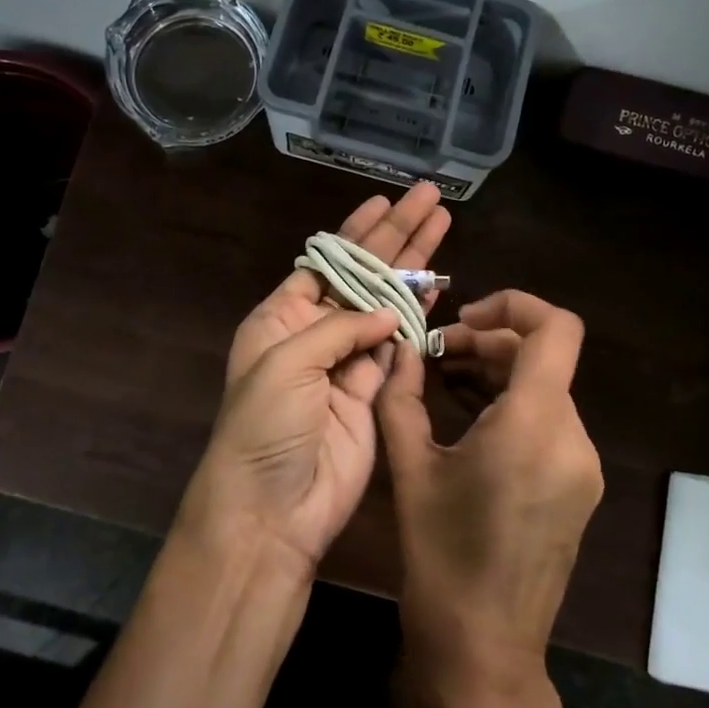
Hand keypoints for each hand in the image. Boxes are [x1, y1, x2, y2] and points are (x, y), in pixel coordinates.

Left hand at [175, 184, 451, 573]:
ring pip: (387, 303)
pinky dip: (419, 317)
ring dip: (414, 268)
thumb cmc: (265, 427)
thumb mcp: (286, 363)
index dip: (355, 232)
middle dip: (396, 235)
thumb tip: (389, 312)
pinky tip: (438, 288)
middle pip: (362, 273)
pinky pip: (400, 345)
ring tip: (443, 227)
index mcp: (281, 316)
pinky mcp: (374, 391)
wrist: (273, 508)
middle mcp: (314, 331)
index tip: (385, 201)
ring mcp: (347, 362)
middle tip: (431, 199)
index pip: (325, 260)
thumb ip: (340, 328)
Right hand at [377, 291, 602, 707]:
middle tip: (434, 355)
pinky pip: (550, 425)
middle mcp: (573, 437)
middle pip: (544, 357)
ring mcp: (583, 467)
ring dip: (499, 374)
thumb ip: (402, 399)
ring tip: (444, 380)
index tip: (463, 319)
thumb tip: (399, 350)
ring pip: (547, 390)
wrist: (484, 651)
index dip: (514, 305)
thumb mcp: (410, 471)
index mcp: (535, 424)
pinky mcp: (579, 490)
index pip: (555, 328)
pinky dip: (513, 407)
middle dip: (490, 342)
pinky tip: (470, 420)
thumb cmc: (441, 559)